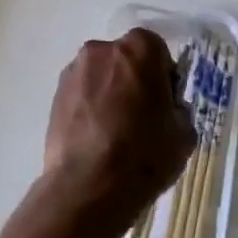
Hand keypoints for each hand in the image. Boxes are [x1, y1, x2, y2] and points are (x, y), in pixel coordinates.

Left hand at [43, 29, 193, 232]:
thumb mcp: (184, 133)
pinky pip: (81, 95)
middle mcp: (103, 49)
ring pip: (100, 76)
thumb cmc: (144, 154)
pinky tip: (95, 139)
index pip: (158, 51)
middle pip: (125, 60)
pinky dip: (89, 108)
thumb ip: (177, 109)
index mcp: (140, 49)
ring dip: (108, 93)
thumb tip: (166, 109)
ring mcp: (74, 72)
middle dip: (133, 80)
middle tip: (140, 117)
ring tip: (114, 132)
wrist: (88, 187)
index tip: (164, 104)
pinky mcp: (54, 96)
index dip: (163, 77)